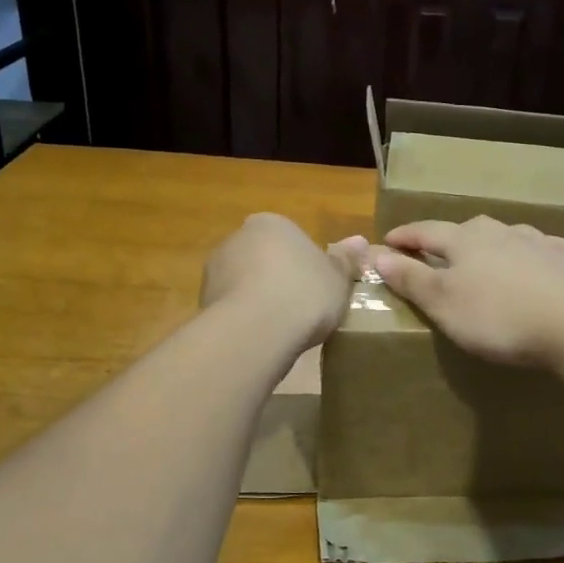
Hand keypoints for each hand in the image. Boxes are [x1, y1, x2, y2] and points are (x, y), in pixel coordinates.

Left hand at [201, 214, 366, 350]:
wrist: (256, 329)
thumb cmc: (305, 293)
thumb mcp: (338, 278)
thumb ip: (346, 260)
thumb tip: (361, 241)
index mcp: (271, 223)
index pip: (290, 239)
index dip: (305, 265)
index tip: (317, 289)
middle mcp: (237, 238)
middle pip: (263, 259)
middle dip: (278, 280)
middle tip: (302, 309)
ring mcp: (215, 270)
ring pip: (244, 284)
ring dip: (258, 300)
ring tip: (281, 329)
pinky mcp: (202, 302)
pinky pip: (232, 309)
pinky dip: (245, 320)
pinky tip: (261, 339)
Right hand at [371, 217, 563, 367]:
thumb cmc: (500, 317)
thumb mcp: (444, 303)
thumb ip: (412, 279)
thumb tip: (377, 254)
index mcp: (466, 241)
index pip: (426, 232)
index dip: (405, 237)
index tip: (388, 241)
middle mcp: (502, 233)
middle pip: (468, 230)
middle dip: (449, 240)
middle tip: (438, 254)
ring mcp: (540, 243)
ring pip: (508, 237)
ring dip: (492, 247)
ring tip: (487, 263)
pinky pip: (543, 252)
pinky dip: (530, 258)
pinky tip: (536, 269)